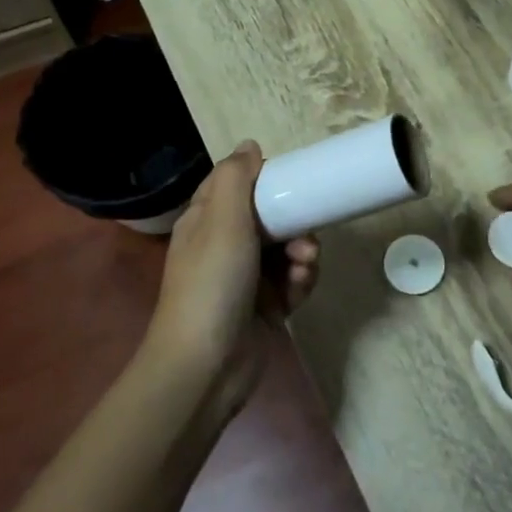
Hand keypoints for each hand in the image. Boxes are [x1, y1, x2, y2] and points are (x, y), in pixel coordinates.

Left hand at [146, 141, 319, 416]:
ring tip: (303, 267)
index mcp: (206, 220)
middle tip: (305, 236)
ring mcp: (245, 278)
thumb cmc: (212, 284)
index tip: (293, 182)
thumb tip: (250, 145)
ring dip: (302, 254)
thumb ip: (236, 178)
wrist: (206, 366)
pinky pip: (293, 281)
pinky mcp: (265, 306)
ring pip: (287, 249)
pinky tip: (299, 290)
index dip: (265, 180)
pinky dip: (300, 282)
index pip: (237, 185)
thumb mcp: (221, 220)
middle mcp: (224, 244)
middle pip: (270, 217)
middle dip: (294, 223)